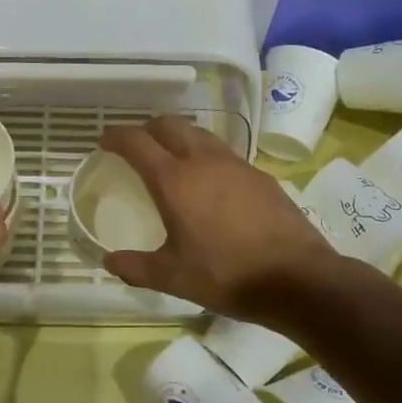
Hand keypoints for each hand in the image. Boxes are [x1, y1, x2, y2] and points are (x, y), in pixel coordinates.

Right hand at [99, 116, 334, 322]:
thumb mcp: (173, 277)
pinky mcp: (260, 174)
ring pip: (199, 133)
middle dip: (148, 128)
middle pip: (170, 124)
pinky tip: (211, 183)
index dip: (117, 137)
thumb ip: (136, 267)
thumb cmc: (226, 275)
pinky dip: (206, 155)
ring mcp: (235, 164)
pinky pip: (223, 152)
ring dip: (179, 137)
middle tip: (138, 146)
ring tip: (173, 159)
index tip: (105, 141)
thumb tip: (109, 262)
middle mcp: (203, 160)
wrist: (296, 278)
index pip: (137, 142)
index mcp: (174, 180)